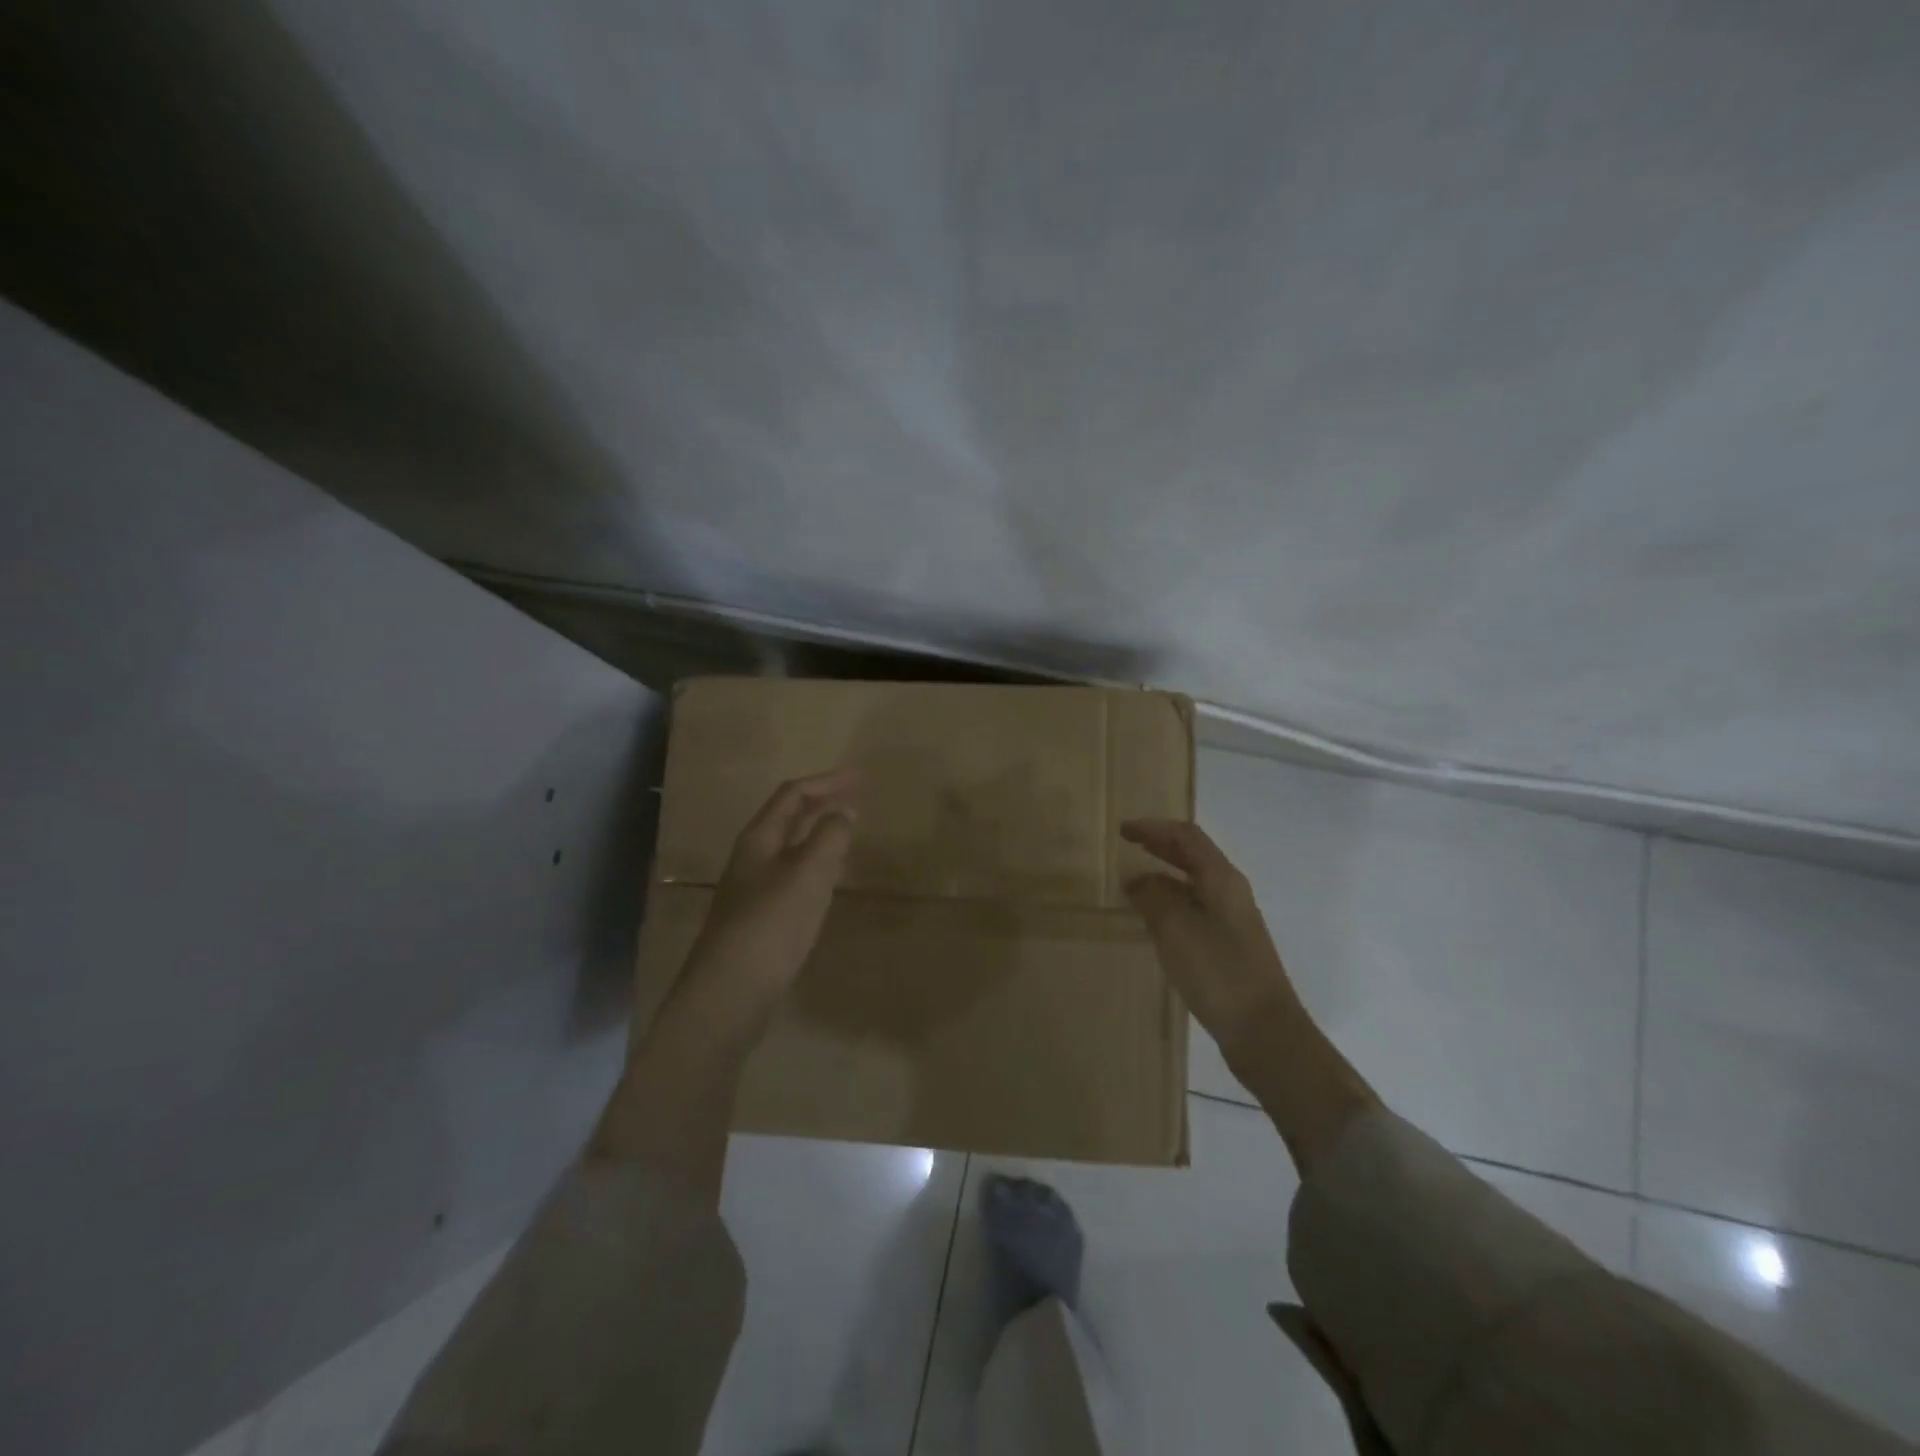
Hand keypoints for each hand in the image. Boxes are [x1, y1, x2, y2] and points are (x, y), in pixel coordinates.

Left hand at [685, 767, 860, 1007]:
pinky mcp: (759, 919)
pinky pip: (792, 877)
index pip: (794, 794)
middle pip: (788, 818)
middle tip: (858, 798)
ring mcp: (752, 889)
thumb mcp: (808, 874)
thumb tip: (844, 811)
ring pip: (790, 848)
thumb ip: (829, 837)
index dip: (828, 781)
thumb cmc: (771, 925)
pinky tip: (829, 881)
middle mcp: (752, 857)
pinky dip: (816, 866)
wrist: (728, 994)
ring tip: (847, 832)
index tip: (863, 777)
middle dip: (822, 803)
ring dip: (819, 833)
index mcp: (759, 838)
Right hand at [1120, 819, 1301, 1065]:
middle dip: (1161, 846)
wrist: (1265, 1031)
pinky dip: (1171, 902)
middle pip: (1193, 856)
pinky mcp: (1229, 945)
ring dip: (1165, 875)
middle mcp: (1231, 892)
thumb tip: (1136, 879)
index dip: (1154, 828)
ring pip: (1194, 884)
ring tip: (1134, 881)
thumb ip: (1152, 897)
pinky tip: (1154, 919)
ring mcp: (1233, 920)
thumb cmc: (1219, 973)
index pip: (1186, 837)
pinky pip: (1195, 908)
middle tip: (1129, 844)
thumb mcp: (1176, 930)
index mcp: (1222, 880)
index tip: (1123, 830)